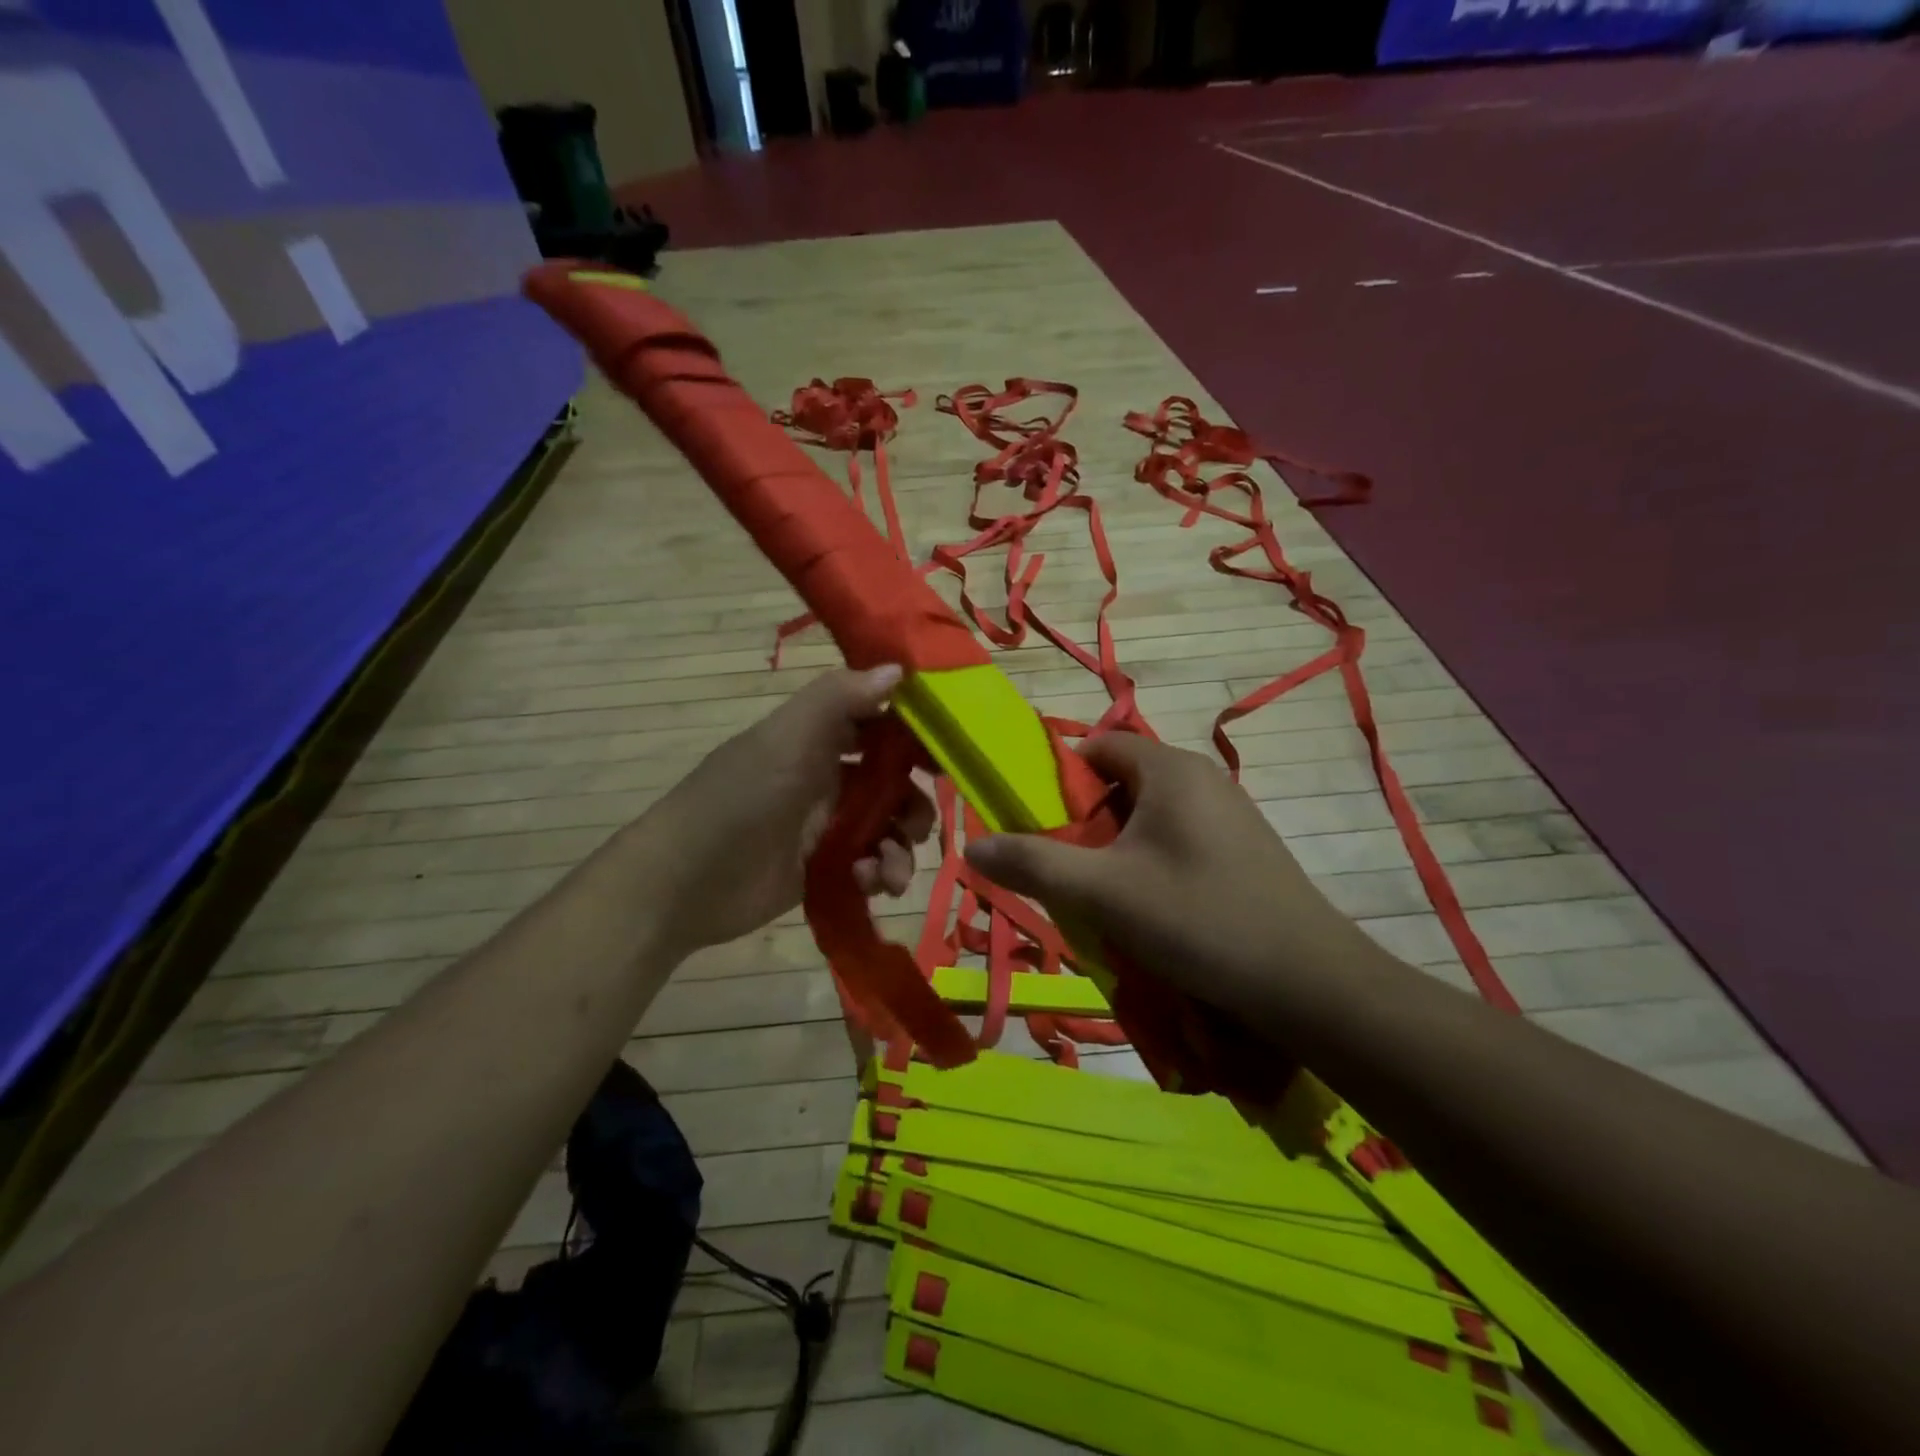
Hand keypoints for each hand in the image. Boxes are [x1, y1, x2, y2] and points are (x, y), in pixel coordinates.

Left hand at [644, 665, 933, 952]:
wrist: (685, 882)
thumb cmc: (741, 798)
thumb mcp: (788, 737)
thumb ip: (840, 698)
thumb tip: (899, 669)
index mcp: (816, 740)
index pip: (878, 726)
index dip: (914, 736)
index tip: (948, 752)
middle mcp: (825, 778)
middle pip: (891, 783)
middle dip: (913, 802)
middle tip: (920, 823)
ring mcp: (825, 827)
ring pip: (885, 829)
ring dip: (900, 847)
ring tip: (891, 869)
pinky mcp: (823, 870)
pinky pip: (868, 866)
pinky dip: (878, 873)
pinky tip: (870, 882)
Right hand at [963, 732, 1370, 1025]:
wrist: (1308, 983)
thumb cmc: (1198, 919)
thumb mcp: (1102, 892)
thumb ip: (1032, 864)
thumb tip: (971, 846)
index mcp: (1169, 769)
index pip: (1097, 747)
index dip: (1058, 778)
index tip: (1036, 824)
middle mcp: (1202, 778)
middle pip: (1121, 783)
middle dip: (1084, 822)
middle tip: (1064, 869)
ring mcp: (1229, 814)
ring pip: (1149, 816)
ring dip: (1116, 849)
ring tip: (1101, 896)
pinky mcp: (1244, 850)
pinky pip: (1178, 840)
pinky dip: (1150, 864)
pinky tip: (1150, 911)